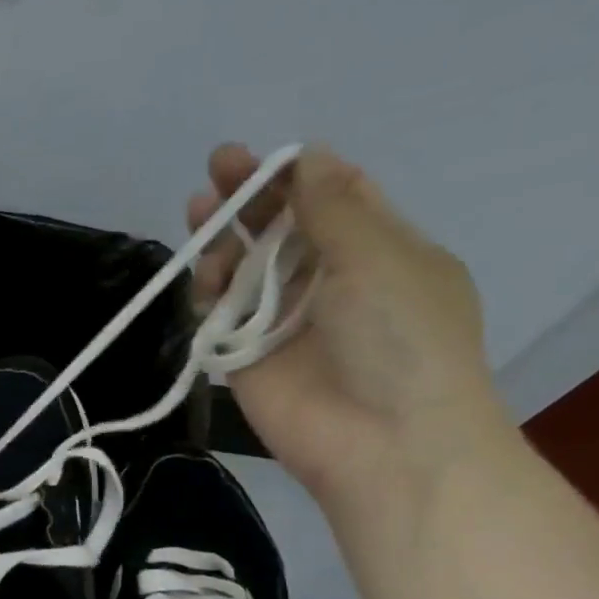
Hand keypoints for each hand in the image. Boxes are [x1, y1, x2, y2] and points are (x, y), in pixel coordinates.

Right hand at [189, 144, 510, 513]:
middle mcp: (328, 283)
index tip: (262, 156)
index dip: (296, 174)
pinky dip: (207, 292)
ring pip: (244, 269)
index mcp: (378, 252)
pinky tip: (202, 273)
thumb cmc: (400, 339)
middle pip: (280, 230)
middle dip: (249, 198)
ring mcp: (283, 322)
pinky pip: (220, 315)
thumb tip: (308, 158)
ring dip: (223, 239)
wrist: (381, 441)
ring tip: (198, 214)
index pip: (332, 199)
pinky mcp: (245, 358)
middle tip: (216, 167)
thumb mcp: (379, 257)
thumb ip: (333, 208)